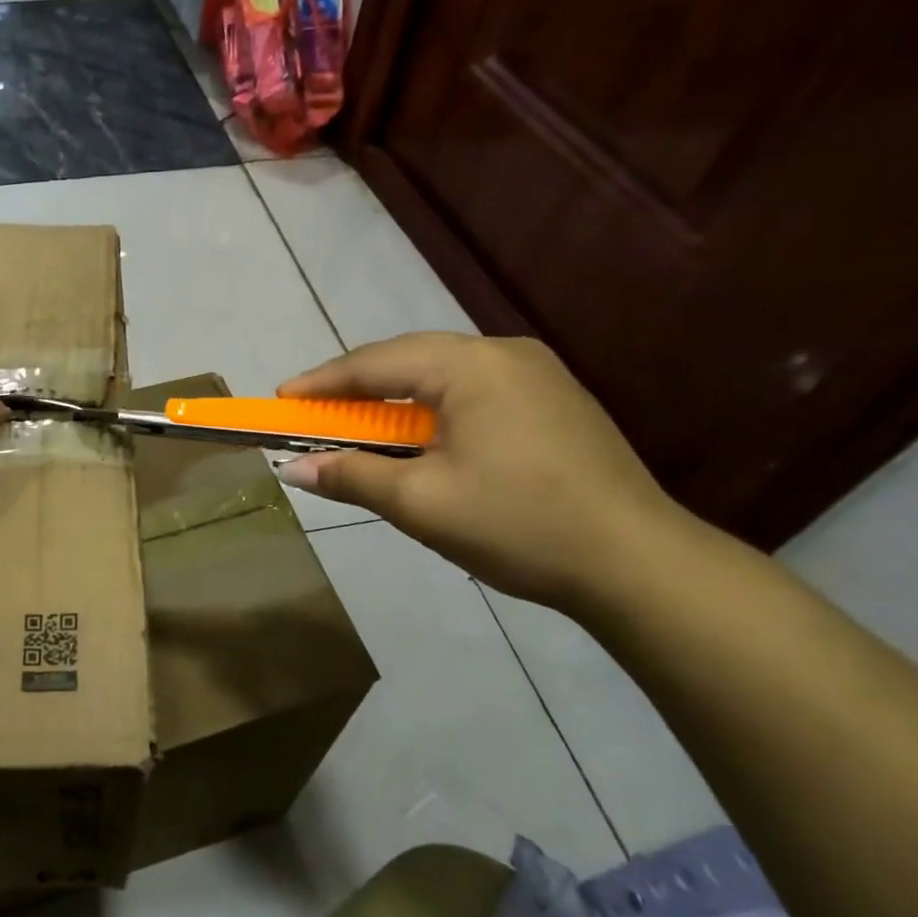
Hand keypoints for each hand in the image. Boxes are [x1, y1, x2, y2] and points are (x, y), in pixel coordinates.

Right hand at [276, 333, 690, 611]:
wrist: (637, 563)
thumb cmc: (517, 523)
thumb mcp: (420, 502)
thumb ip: (352, 474)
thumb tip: (294, 468)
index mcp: (470, 365)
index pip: (375, 363)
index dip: (321, 382)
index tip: (280, 399)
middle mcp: (503, 353)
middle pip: (409, 360)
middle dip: (356, 388)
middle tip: (314, 414)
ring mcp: (536, 375)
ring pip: (442, 376)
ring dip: (395, 402)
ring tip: (360, 429)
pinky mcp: (554, 401)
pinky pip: (473, 392)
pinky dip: (433, 412)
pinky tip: (422, 441)